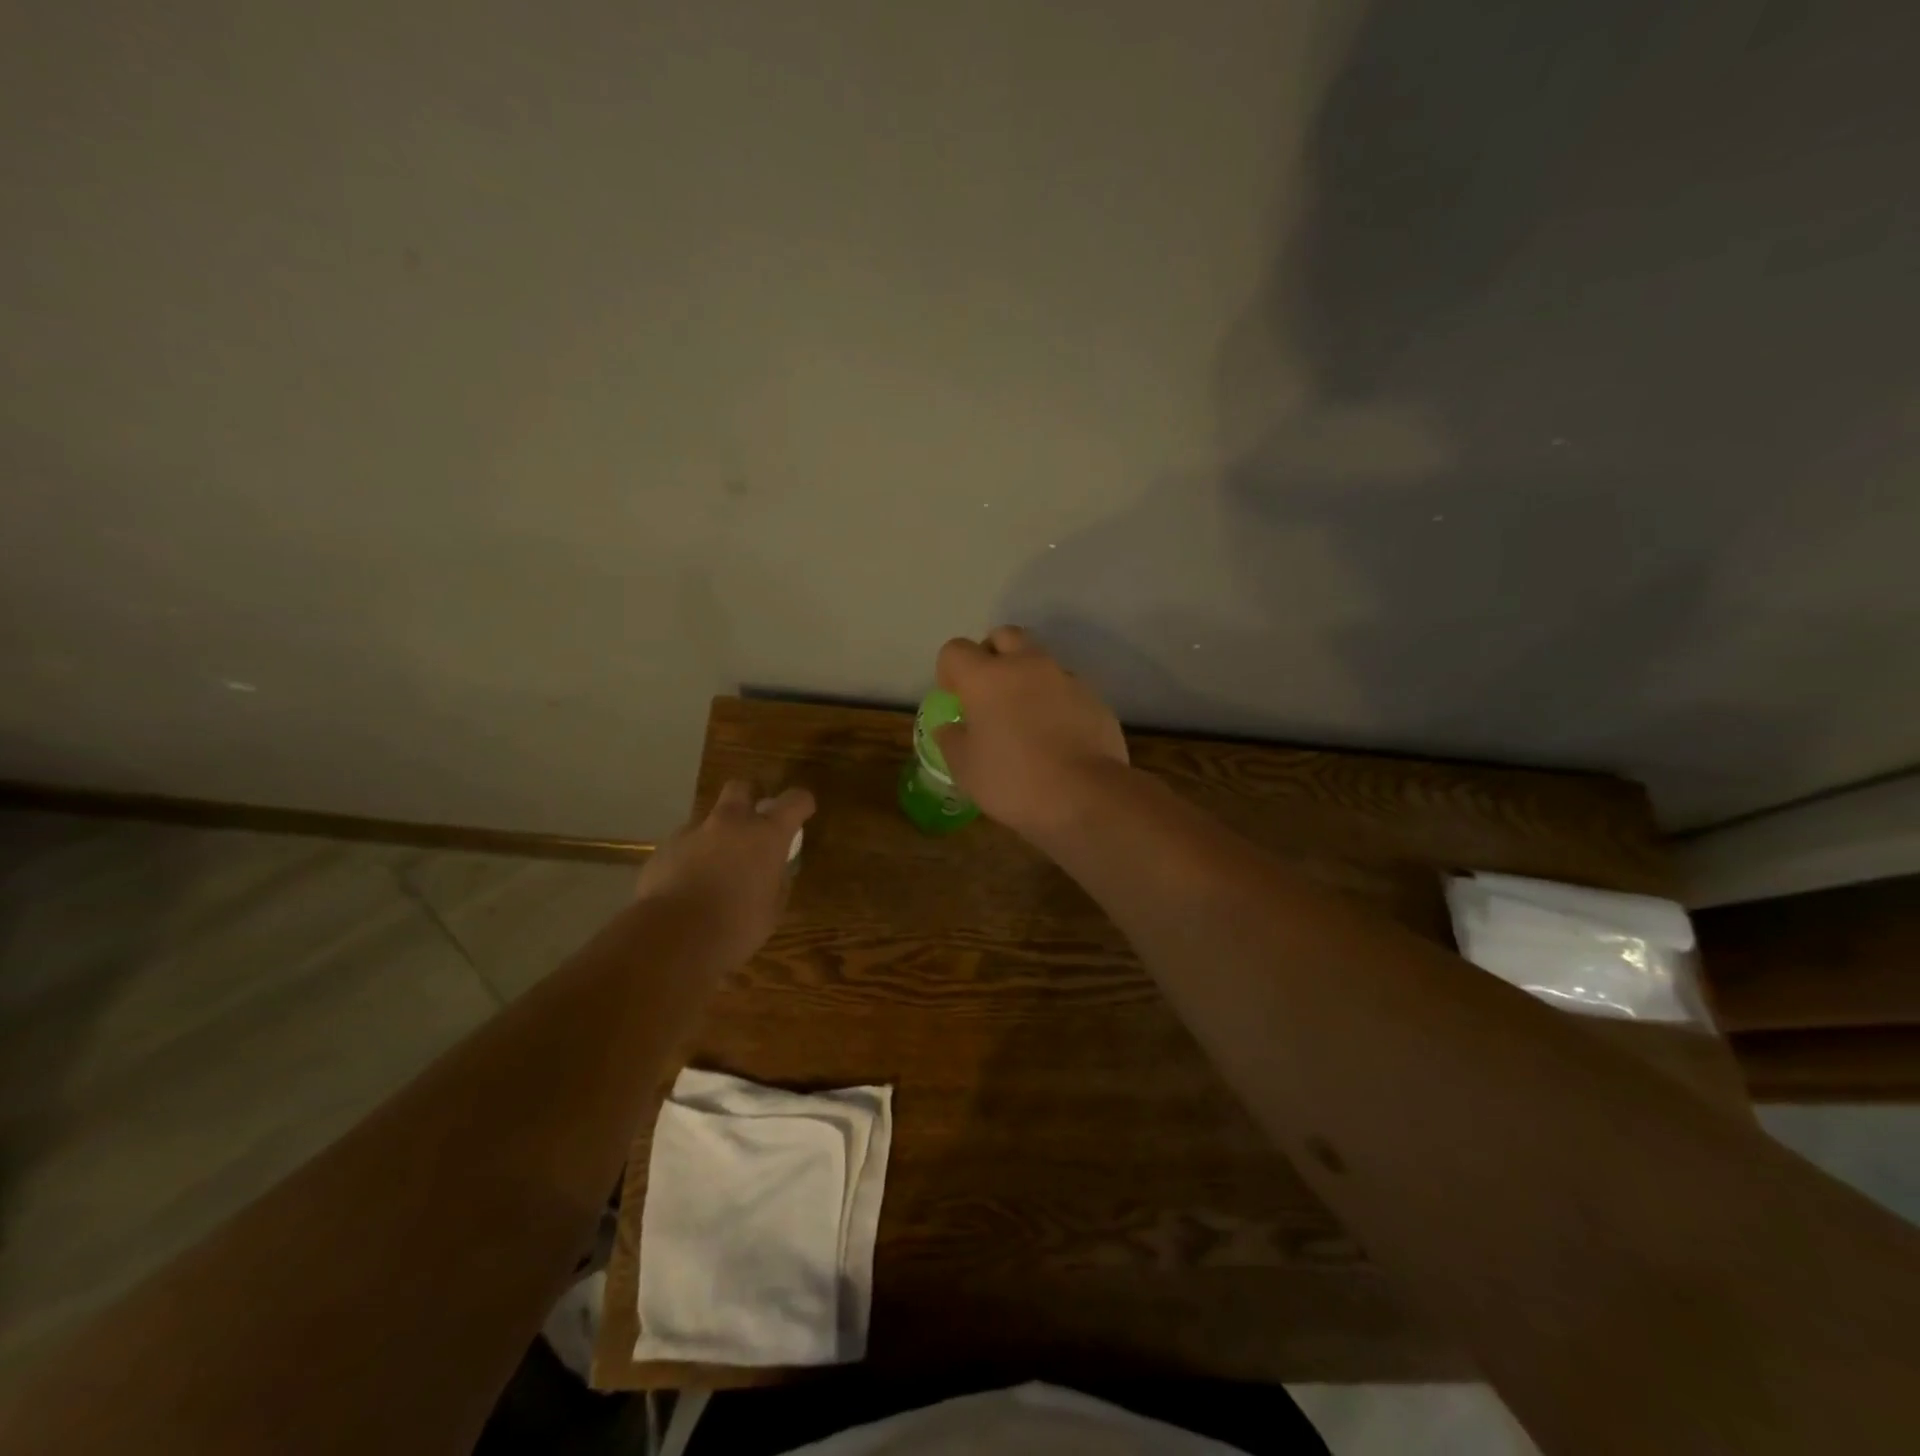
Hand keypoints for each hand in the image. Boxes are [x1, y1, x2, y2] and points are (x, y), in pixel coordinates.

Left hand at [634, 781, 814, 968]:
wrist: (671, 938)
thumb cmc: (735, 926)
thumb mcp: (772, 910)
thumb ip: (776, 882)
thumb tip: (773, 872)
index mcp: (766, 835)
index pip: (794, 801)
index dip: (801, 804)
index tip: (803, 812)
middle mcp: (730, 823)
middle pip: (740, 788)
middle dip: (748, 798)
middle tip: (751, 824)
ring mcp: (692, 833)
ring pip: (707, 820)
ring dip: (716, 835)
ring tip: (714, 867)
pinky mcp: (663, 849)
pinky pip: (683, 845)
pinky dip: (690, 857)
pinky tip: (687, 885)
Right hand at [934, 626, 1128, 841]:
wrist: (1085, 795)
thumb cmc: (1013, 781)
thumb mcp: (966, 769)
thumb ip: (952, 741)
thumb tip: (949, 728)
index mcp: (986, 677)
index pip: (956, 650)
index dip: (949, 671)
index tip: (954, 698)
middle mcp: (1027, 665)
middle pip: (1004, 636)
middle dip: (992, 655)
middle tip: (989, 692)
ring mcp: (1065, 679)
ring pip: (1040, 661)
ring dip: (1027, 678)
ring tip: (1025, 718)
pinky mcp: (1094, 698)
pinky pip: (1066, 688)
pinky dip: (1055, 701)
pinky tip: (1056, 736)